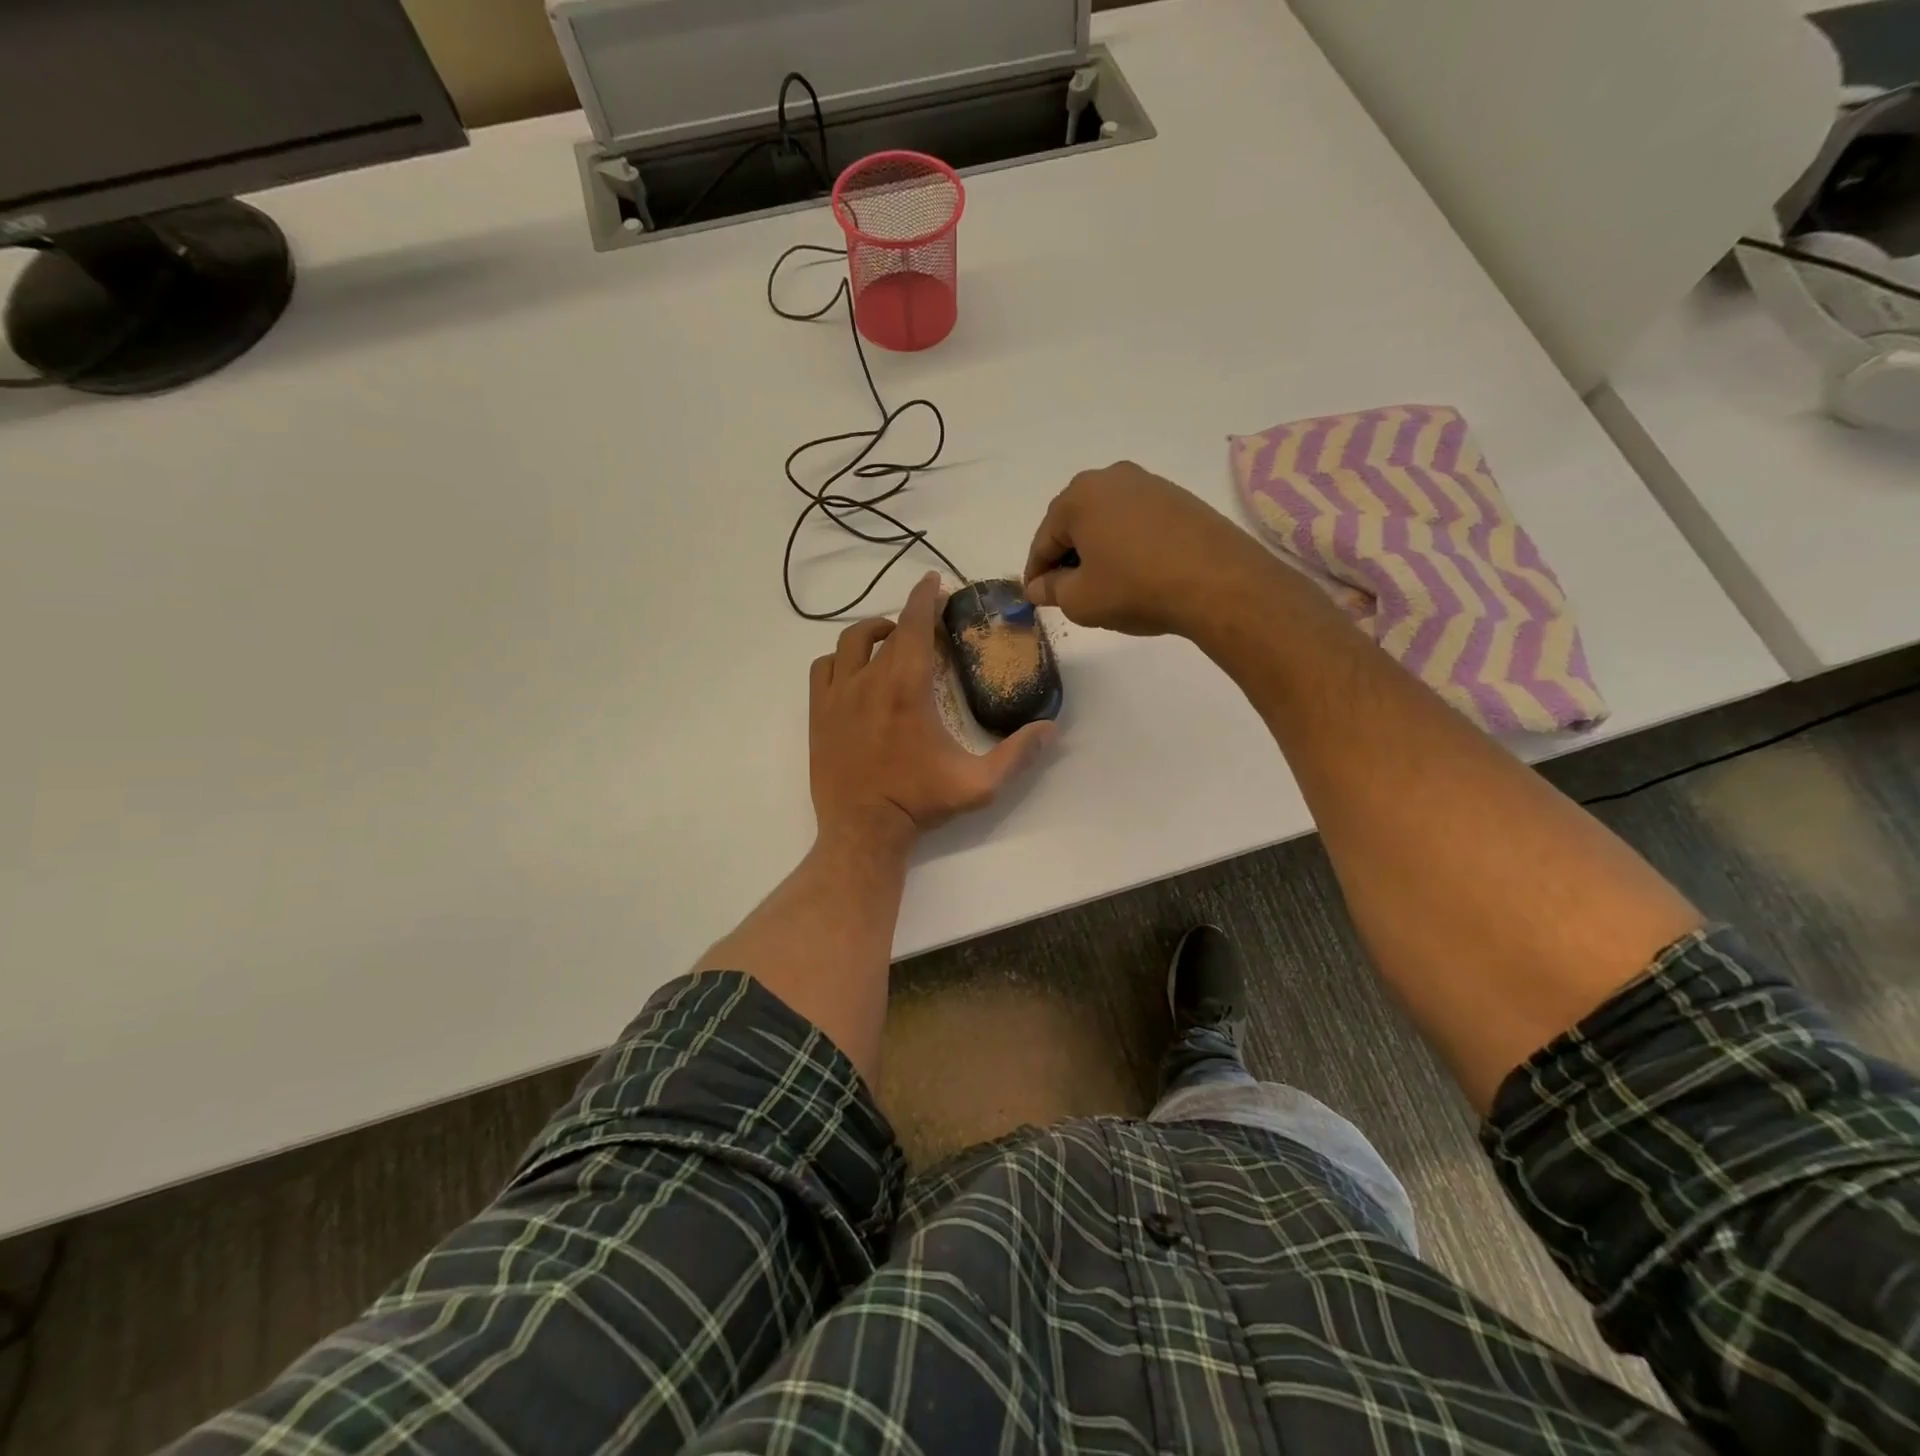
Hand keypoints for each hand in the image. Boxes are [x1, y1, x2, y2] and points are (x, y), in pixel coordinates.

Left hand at [810, 572, 1053, 855]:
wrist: (863, 830)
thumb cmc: (919, 803)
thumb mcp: (978, 784)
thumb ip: (1018, 755)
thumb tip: (1052, 728)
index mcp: (908, 688)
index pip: (915, 625)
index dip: (925, 597)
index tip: (933, 581)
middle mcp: (869, 680)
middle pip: (888, 632)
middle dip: (909, 618)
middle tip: (927, 623)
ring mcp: (838, 695)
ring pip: (850, 642)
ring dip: (873, 633)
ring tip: (889, 639)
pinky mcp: (818, 713)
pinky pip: (823, 668)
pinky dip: (839, 659)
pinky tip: (854, 671)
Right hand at [1023, 461, 1278, 638]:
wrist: (1218, 582)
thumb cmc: (1135, 588)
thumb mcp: (1080, 600)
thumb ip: (1051, 590)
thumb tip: (1038, 586)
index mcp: (1079, 497)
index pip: (1043, 540)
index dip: (1035, 573)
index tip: (1033, 597)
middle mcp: (1111, 478)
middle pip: (1074, 523)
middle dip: (1065, 557)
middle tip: (1066, 592)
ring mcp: (1149, 484)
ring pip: (1106, 521)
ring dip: (1097, 550)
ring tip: (1102, 584)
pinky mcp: (1178, 498)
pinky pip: (1136, 522)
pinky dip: (1125, 545)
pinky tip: (1134, 572)